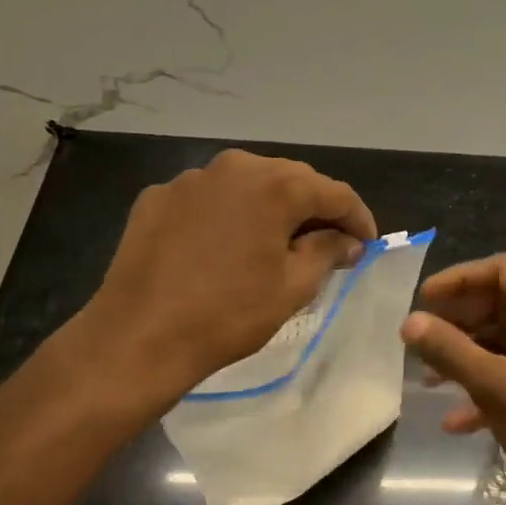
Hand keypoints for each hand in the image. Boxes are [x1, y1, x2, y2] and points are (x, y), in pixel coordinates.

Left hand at [74, 150, 375, 400]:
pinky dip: (229, 214)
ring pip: (248, 185)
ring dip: (271, 208)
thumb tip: (347, 240)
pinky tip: (226, 246)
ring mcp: (191, 179)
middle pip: (291, 180)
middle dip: (316, 209)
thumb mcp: (293, 287)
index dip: (358, 218)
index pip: (335, 193)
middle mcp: (235, 167)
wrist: (138, 337)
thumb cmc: (228, 314)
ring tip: (278, 242)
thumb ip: (328, 252)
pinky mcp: (158, 197)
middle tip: (330, 244)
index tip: (367, 244)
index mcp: (275, 185)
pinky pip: (209, 198)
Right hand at [400, 254, 505, 504]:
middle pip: (500, 305)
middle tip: (418, 340)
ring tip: (427, 379)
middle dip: (458, 320)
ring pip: (503, 345)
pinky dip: (483, 391)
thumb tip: (410, 321)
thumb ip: (452, 351)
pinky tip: (454, 421)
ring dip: (465, 356)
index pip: (502, 271)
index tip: (422, 301)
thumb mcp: (499, 389)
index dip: (460, 279)